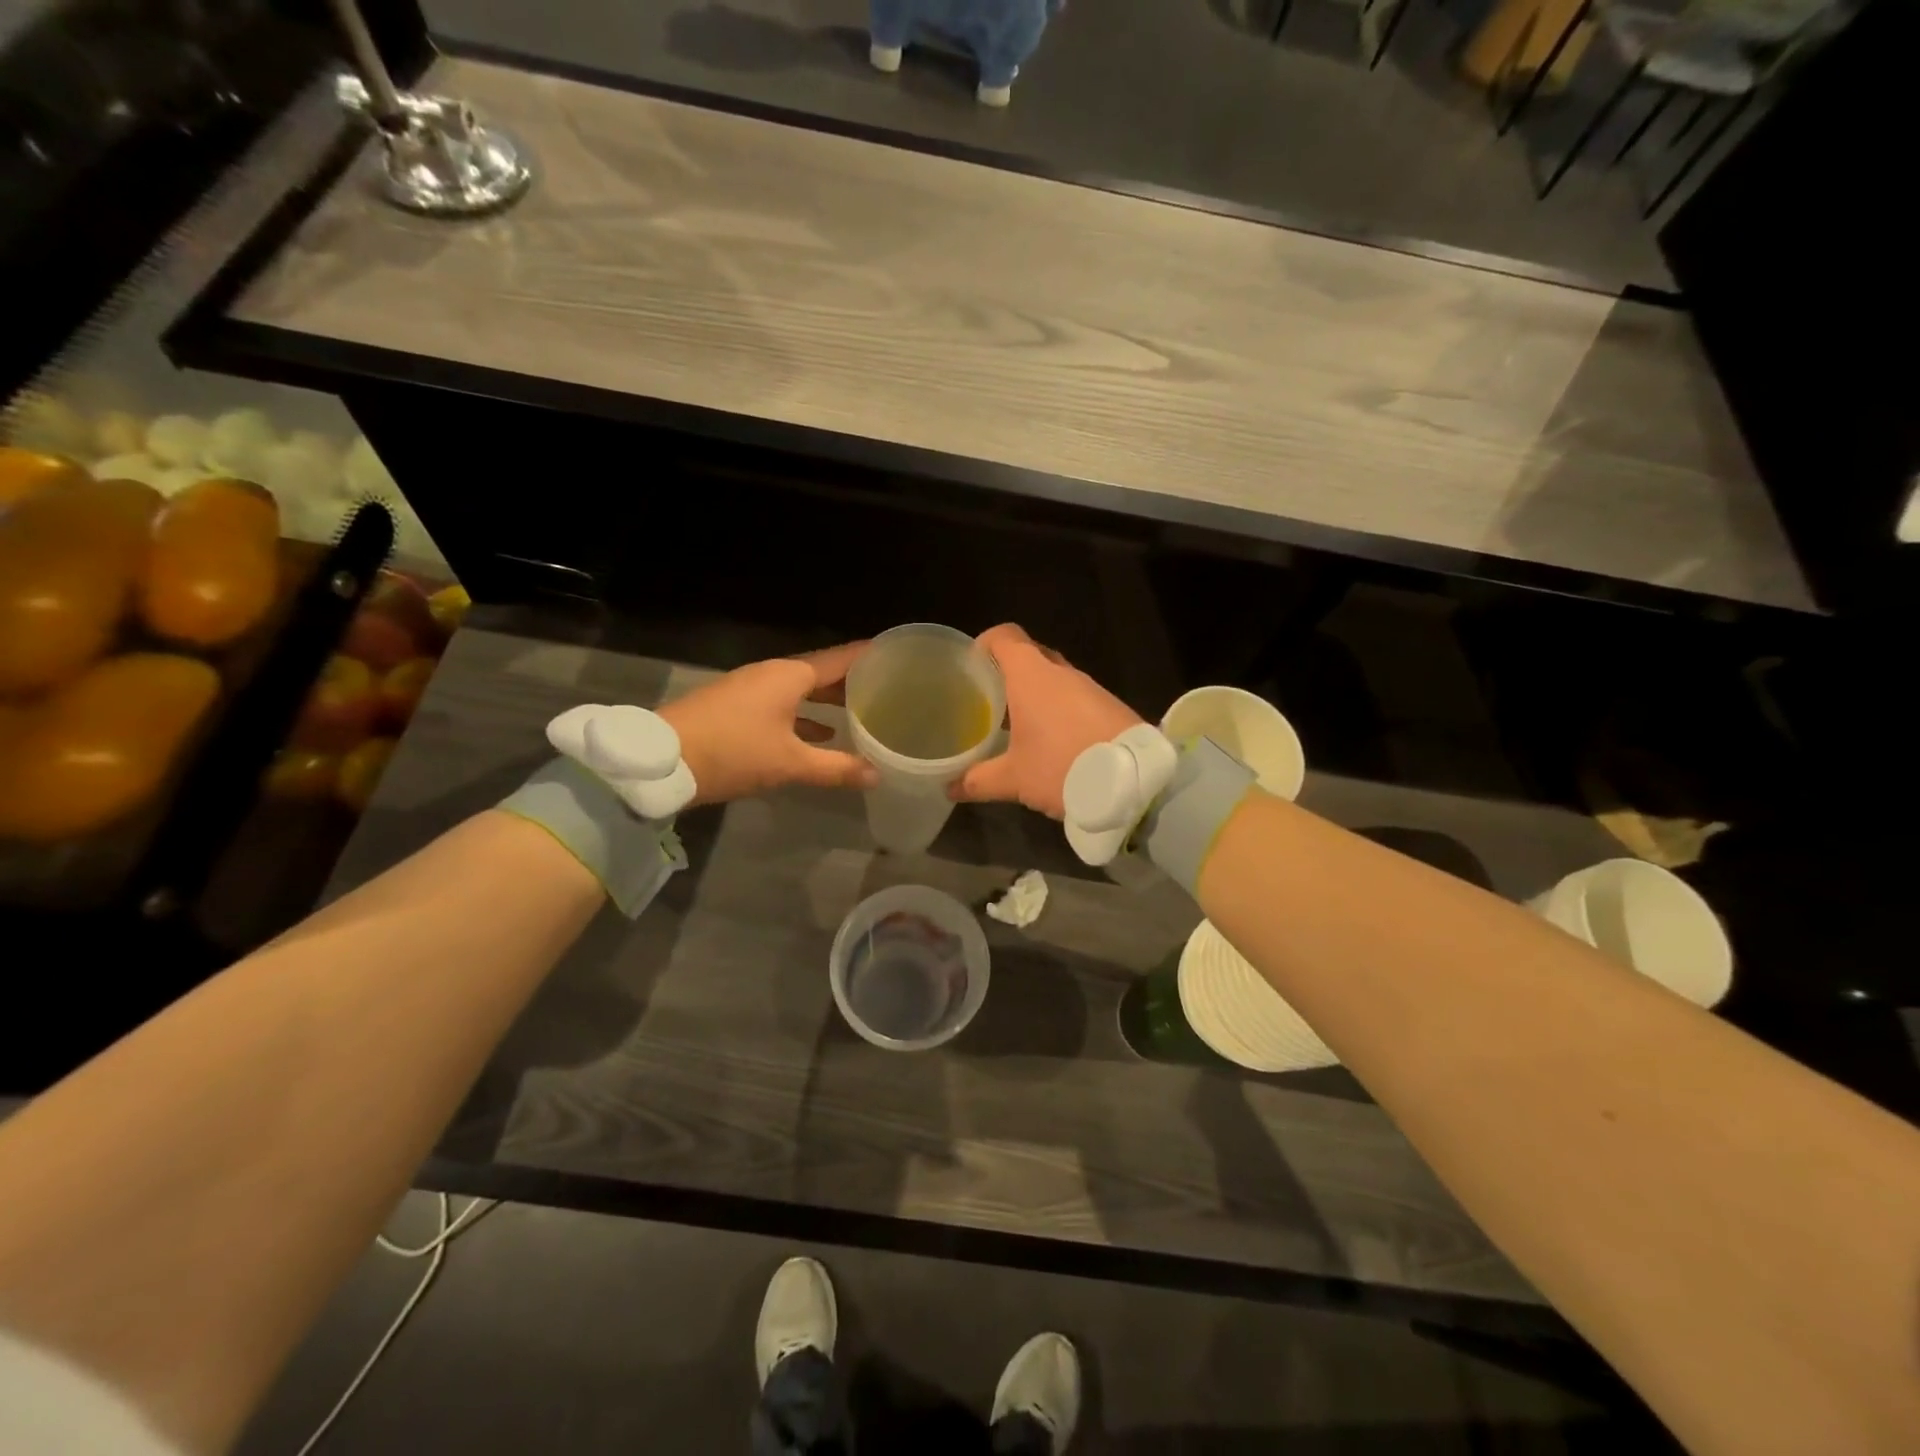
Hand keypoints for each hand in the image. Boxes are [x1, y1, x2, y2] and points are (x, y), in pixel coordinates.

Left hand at [659, 643, 878, 805]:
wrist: (661, 760)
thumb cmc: (733, 752)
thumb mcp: (789, 763)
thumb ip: (835, 767)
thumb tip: (876, 775)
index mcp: (789, 675)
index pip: (840, 658)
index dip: (869, 655)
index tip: (898, 654)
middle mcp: (772, 674)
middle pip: (821, 671)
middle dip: (851, 680)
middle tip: (888, 687)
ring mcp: (750, 689)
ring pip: (800, 689)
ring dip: (827, 699)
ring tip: (860, 711)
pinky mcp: (736, 706)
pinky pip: (782, 703)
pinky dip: (804, 714)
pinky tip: (820, 733)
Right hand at [950, 623, 1141, 818]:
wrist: (1136, 782)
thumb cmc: (1063, 767)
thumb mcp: (1014, 779)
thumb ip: (978, 780)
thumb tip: (950, 787)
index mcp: (1032, 676)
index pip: (1005, 636)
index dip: (985, 643)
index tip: (971, 664)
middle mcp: (1061, 672)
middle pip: (1030, 654)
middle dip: (1008, 671)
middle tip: (989, 697)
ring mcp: (1090, 687)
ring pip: (1054, 677)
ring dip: (1035, 692)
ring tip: (1016, 722)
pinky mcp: (1110, 706)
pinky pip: (1075, 696)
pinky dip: (1058, 707)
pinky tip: (1051, 738)